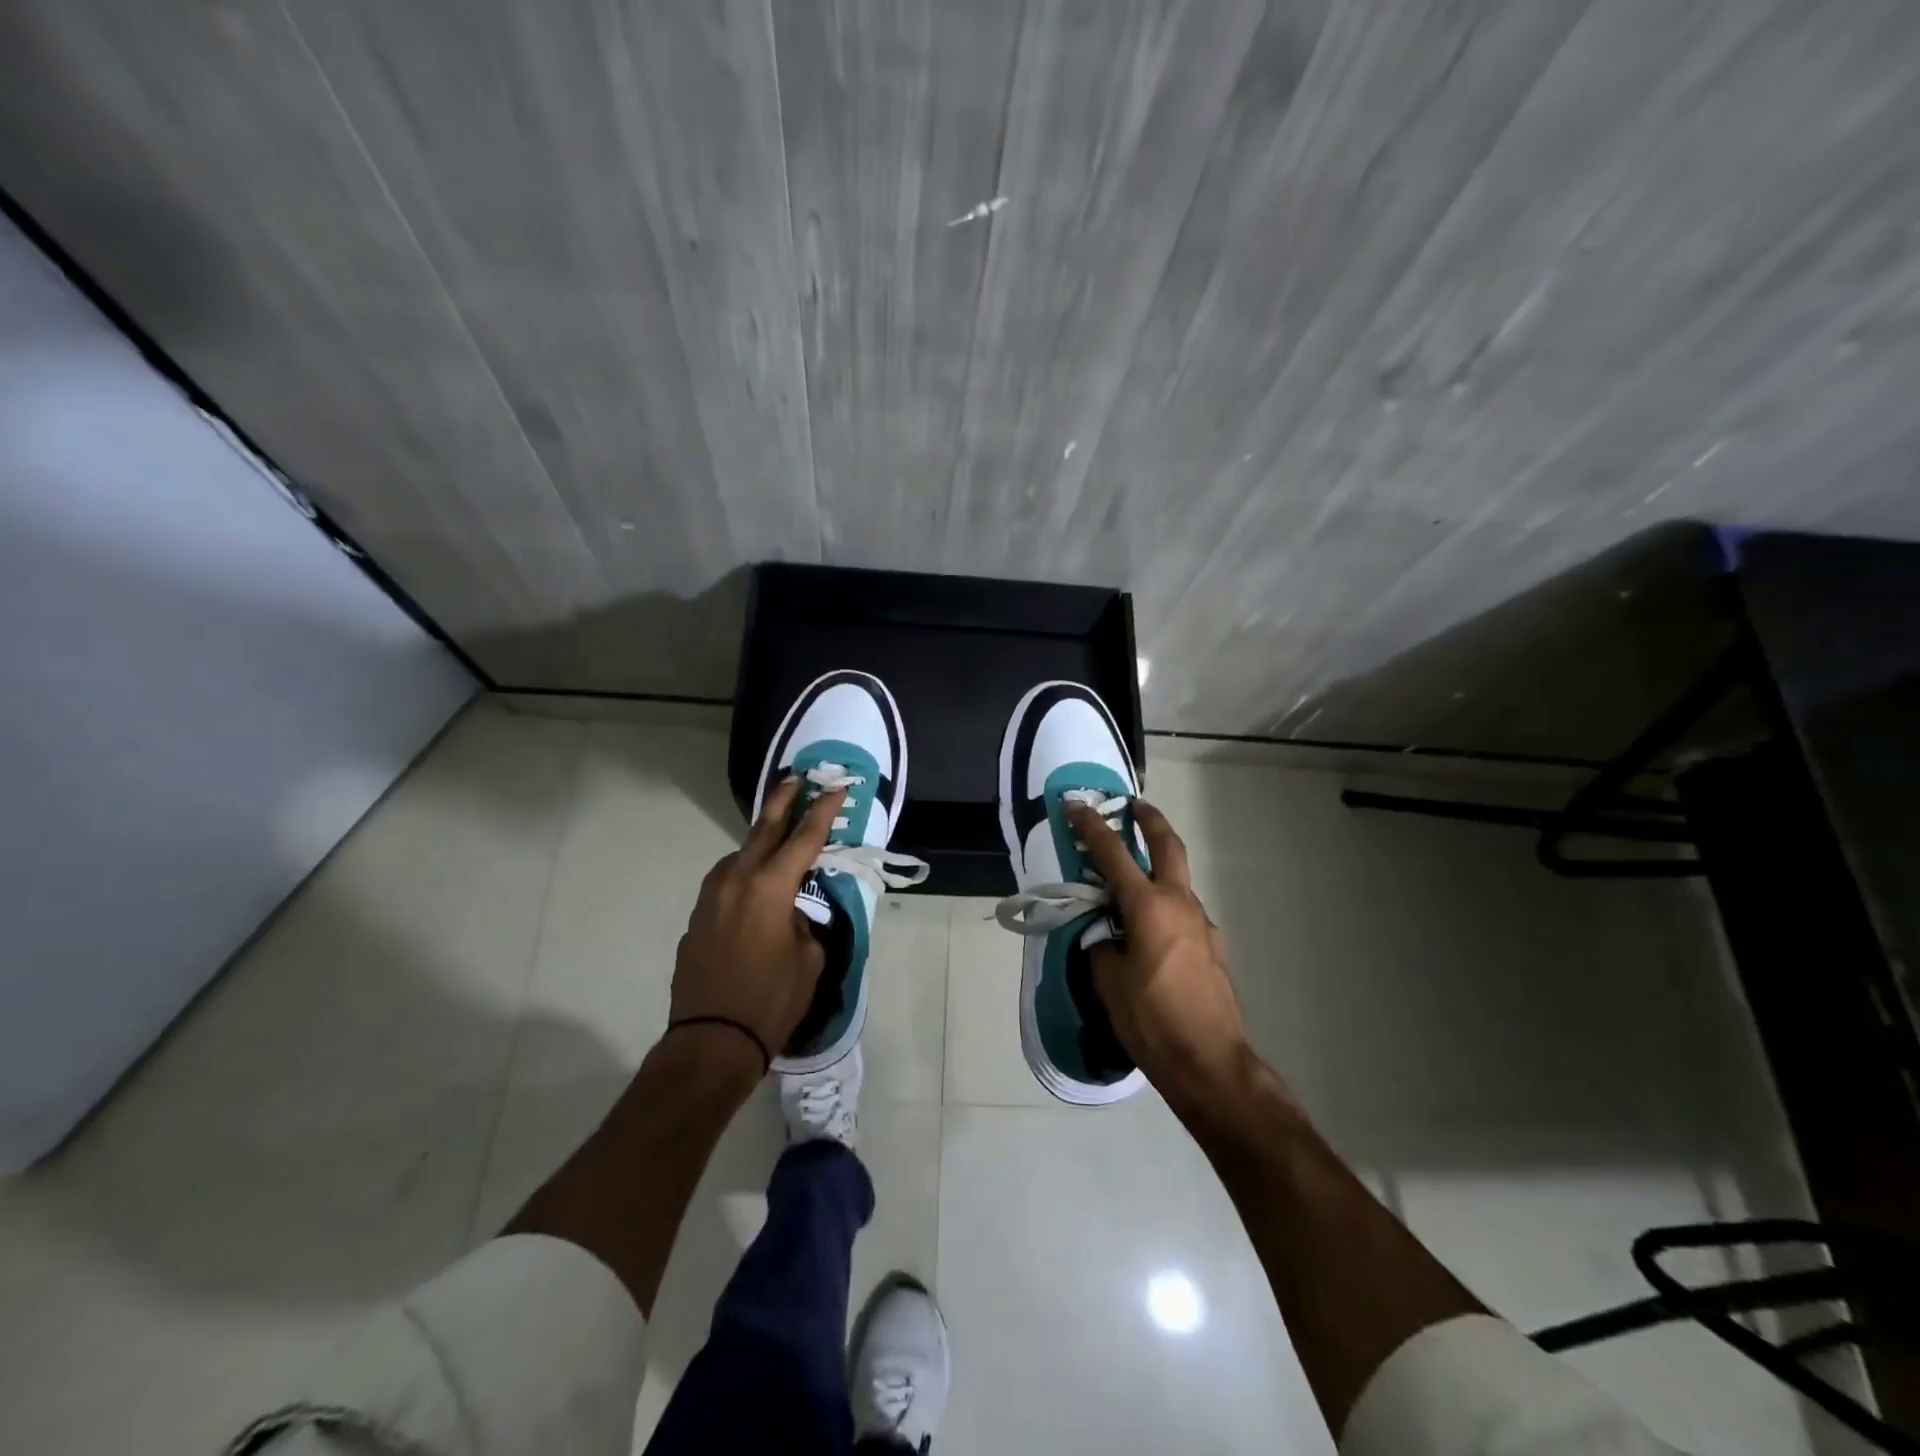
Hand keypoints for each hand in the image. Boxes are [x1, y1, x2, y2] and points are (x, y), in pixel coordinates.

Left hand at [669, 776, 845, 1072]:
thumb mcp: (809, 961)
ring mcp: (710, 898)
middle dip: (783, 801)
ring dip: (759, 842)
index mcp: (770, 888)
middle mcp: (737, 881)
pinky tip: (753, 888)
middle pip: (763, 829)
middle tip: (796, 778)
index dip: (824, 811)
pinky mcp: (696, 919)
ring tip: (776, 836)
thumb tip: (793, 914)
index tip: (837, 788)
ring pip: (739, 856)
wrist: (710, 1042)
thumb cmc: (771, 1001)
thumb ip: (805, 924)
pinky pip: (725, 884)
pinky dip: (743, 874)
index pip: (804, 838)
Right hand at [1067, 799, 1252, 1113]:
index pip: (1114, 855)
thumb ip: (1103, 947)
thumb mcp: (1109, 983)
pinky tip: (1152, 935)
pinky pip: (1185, 915)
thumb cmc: (1152, 1020)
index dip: (1092, 827)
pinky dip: (1167, 908)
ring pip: (1178, 883)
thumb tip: (1108, 938)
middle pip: (1168, 847)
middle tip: (1135, 806)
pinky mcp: (1214, 948)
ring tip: (1131, 886)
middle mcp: (1180, 905)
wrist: (1210, 1062)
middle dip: (1150, 821)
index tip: (1076, 805)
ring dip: (1158, 870)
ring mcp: (1203, 925)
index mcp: (1149, 907)